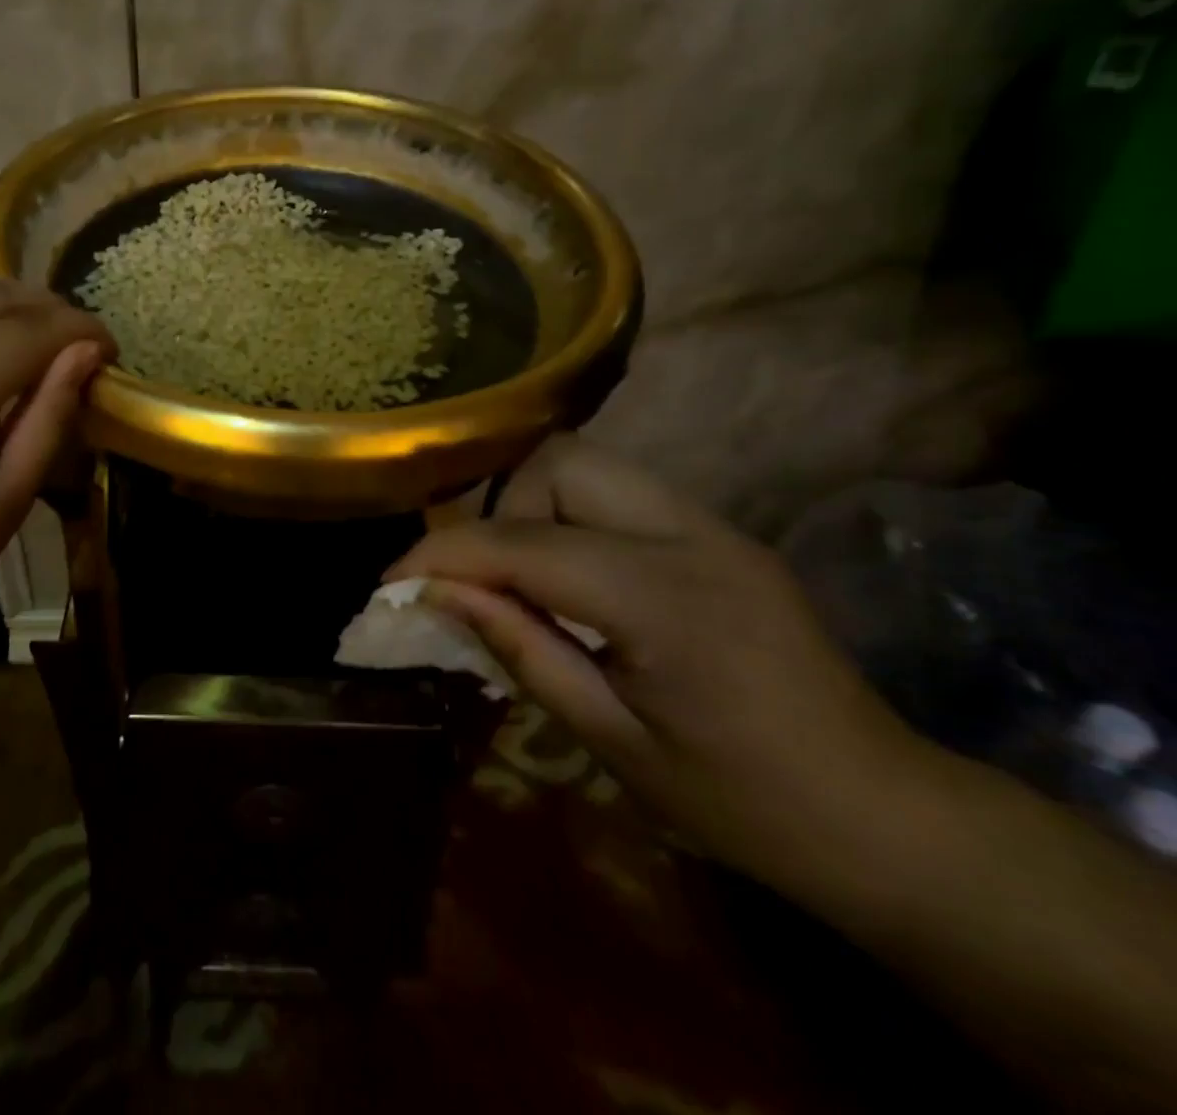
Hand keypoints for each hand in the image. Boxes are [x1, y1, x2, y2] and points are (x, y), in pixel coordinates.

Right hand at [391, 435, 928, 891]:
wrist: (886, 816)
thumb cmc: (742, 803)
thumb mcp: (612, 740)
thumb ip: (520, 649)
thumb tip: (436, 595)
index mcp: (666, 599)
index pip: (523, 544)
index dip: (444, 555)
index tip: (392, 583)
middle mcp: (691, 535)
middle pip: (559, 462)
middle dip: (500, 511)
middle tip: (484, 580)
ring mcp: (713, 524)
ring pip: (587, 463)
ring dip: (533, 508)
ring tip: (525, 579)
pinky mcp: (720, 531)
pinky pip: (618, 492)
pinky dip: (570, 517)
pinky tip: (572, 578)